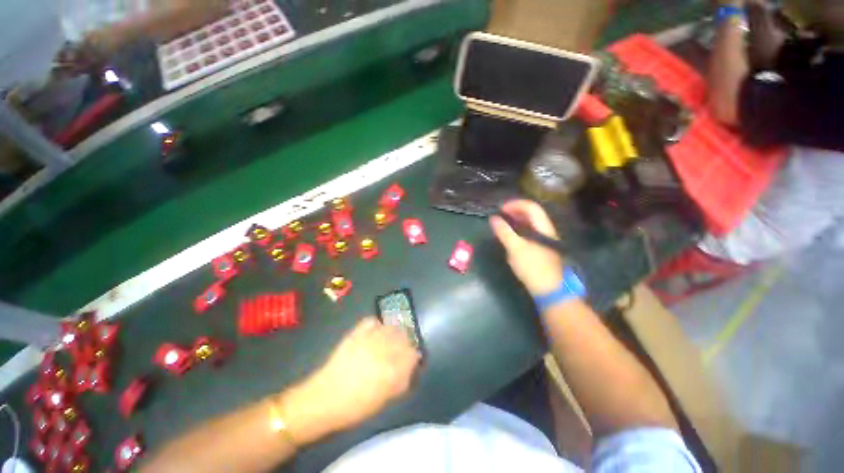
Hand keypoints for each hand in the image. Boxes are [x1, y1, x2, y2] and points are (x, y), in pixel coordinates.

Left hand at [282, 318, 420, 443]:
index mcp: (391, 369)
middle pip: (404, 337)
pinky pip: (372, 321)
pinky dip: (377, 324)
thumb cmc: (355, 407)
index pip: (412, 354)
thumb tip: (410, 368)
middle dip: (406, 342)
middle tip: (401, 349)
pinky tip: (376, 331)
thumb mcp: (383, 400)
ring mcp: (368, 339)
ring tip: (390, 338)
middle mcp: (383, 350)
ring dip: (394, 331)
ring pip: (390, 326)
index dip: (413, 357)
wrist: (323, 399)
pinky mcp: (355, 334)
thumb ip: (400, 382)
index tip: (411, 360)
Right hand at [490, 200, 564, 295]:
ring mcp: (545, 239)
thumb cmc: (532, 267)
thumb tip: (493, 218)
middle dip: (515, 211)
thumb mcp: (515, 248)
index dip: (515, 204)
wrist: (550, 289)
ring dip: (517, 220)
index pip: (531, 207)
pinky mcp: (542, 248)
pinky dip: (520, 230)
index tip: (500, 209)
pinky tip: (511, 236)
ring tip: (503, 223)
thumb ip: (504, 232)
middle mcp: (546, 230)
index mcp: (542, 227)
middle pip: (532, 213)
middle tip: (500, 215)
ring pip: (531, 224)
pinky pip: (530, 233)